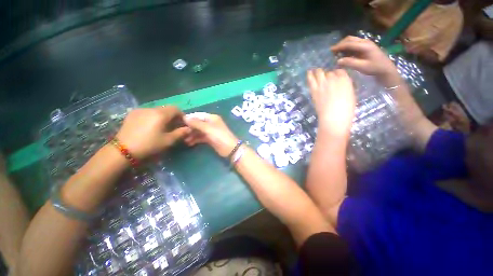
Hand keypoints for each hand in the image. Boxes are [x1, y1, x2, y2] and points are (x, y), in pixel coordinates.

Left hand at [116, 106, 189, 158]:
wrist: (122, 150)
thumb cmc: (149, 145)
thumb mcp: (168, 141)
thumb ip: (181, 133)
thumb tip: (189, 129)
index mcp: (160, 114)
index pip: (176, 108)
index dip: (181, 115)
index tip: (182, 124)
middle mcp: (150, 109)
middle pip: (166, 109)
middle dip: (173, 116)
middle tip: (173, 127)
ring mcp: (140, 110)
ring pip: (157, 110)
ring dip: (163, 117)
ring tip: (162, 127)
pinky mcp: (132, 114)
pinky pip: (148, 112)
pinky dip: (153, 117)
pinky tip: (150, 127)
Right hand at [183, 114, 238, 157]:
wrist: (230, 148)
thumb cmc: (219, 136)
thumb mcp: (208, 128)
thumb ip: (196, 123)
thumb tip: (184, 117)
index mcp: (212, 118)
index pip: (198, 115)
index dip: (189, 118)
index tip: (179, 121)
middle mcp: (210, 123)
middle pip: (197, 123)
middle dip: (189, 127)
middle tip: (180, 132)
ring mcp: (210, 131)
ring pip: (198, 131)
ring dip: (191, 134)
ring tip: (183, 139)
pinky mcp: (210, 139)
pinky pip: (200, 137)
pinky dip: (195, 139)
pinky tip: (189, 143)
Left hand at [307, 69, 355, 136]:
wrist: (334, 117)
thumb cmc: (346, 110)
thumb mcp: (351, 95)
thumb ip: (346, 87)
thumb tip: (341, 85)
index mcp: (345, 80)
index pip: (340, 72)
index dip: (337, 74)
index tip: (335, 78)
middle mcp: (333, 79)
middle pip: (329, 72)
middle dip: (328, 74)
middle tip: (325, 78)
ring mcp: (322, 84)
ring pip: (319, 72)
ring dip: (318, 72)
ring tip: (315, 71)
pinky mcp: (314, 90)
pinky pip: (311, 79)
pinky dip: (309, 74)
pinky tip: (308, 72)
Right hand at [331, 36, 400, 86]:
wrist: (385, 68)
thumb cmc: (374, 68)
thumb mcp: (362, 67)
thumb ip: (350, 63)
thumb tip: (338, 61)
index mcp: (365, 46)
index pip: (349, 43)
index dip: (339, 46)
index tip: (330, 50)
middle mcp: (365, 42)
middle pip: (349, 39)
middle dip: (340, 44)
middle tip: (332, 51)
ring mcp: (365, 43)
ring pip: (351, 41)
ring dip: (343, 45)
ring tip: (337, 53)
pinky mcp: (365, 47)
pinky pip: (354, 45)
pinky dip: (347, 48)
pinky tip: (343, 54)